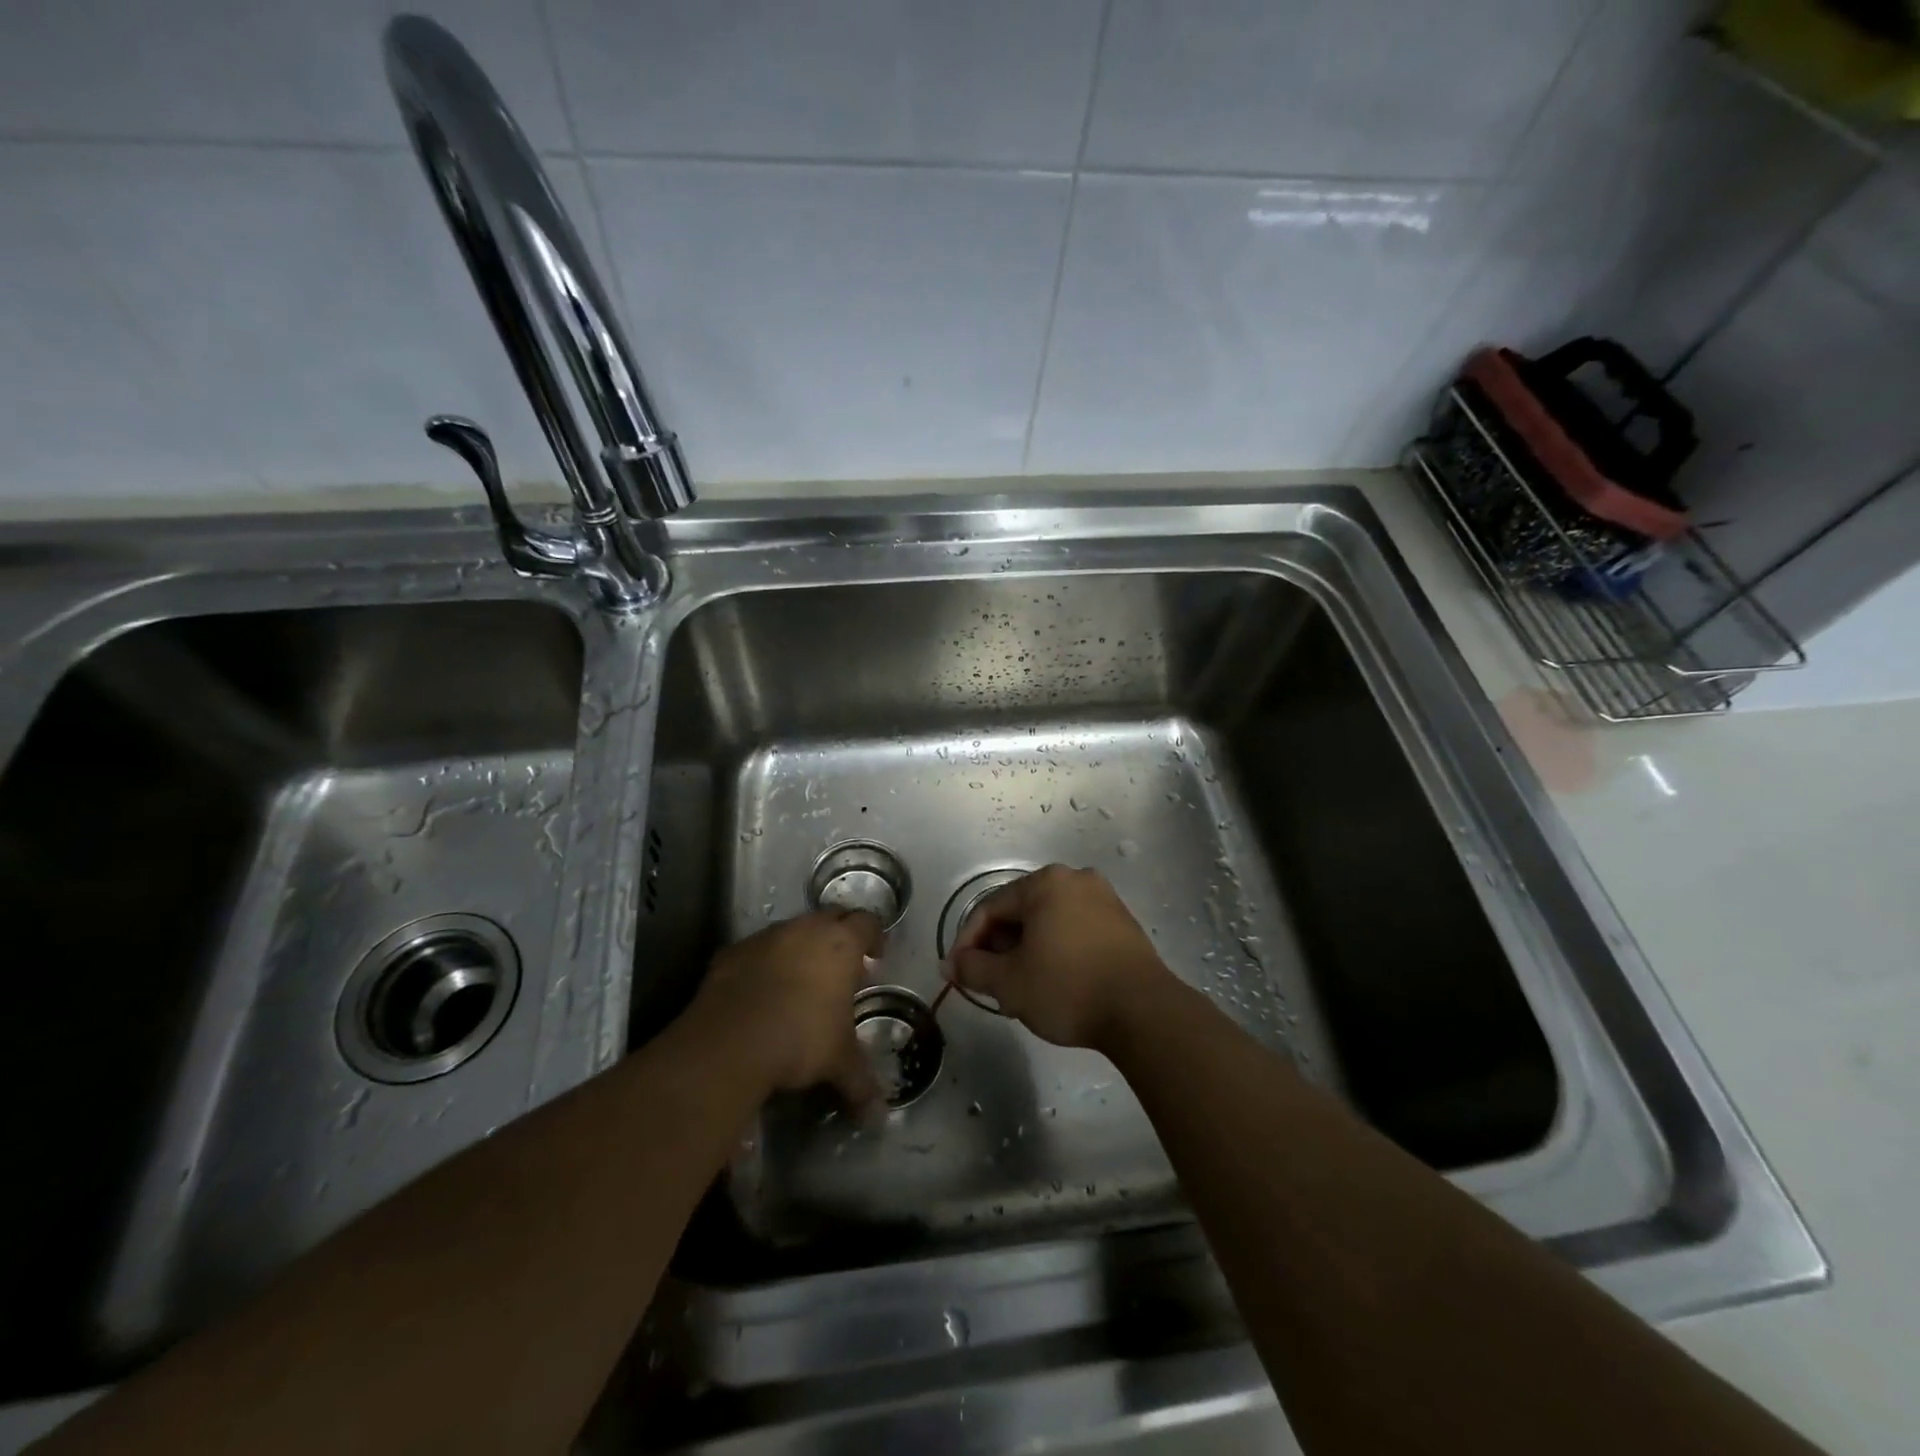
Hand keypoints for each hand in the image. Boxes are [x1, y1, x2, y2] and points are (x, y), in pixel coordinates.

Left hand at [693, 910, 882, 1107]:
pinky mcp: (732, 952)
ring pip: (792, 931)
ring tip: (801, 981)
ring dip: (801, 948)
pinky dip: (765, 963)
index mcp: (840, 944)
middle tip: (842, 968)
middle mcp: (805, 930)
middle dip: (839, 937)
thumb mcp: (838, 1062)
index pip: (867, 923)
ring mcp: (766, 938)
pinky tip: (761, 992)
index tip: (875, 955)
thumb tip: (879, 1118)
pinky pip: (758, 950)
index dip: (874, 937)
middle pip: (831, 918)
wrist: (729, 1042)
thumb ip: (861, 1082)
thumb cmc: (800, 1040)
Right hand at [947, 865, 1175, 1052]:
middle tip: (987, 982)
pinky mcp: (1122, 923)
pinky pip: (1074, 929)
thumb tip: (951, 964)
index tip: (957, 973)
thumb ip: (973, 969)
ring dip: (1026, 950)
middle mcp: (1075, 879)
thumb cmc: (1068, 988)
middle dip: (998, 946)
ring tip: (1018, 986)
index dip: (967, 942)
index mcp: (1045, 883)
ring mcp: (1104, 899)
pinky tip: (1052, 980)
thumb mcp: (1010, 983)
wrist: (1143, 1012)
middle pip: (1021, 911)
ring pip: (1048, 921)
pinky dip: (1055, 949)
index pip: (990, 908)